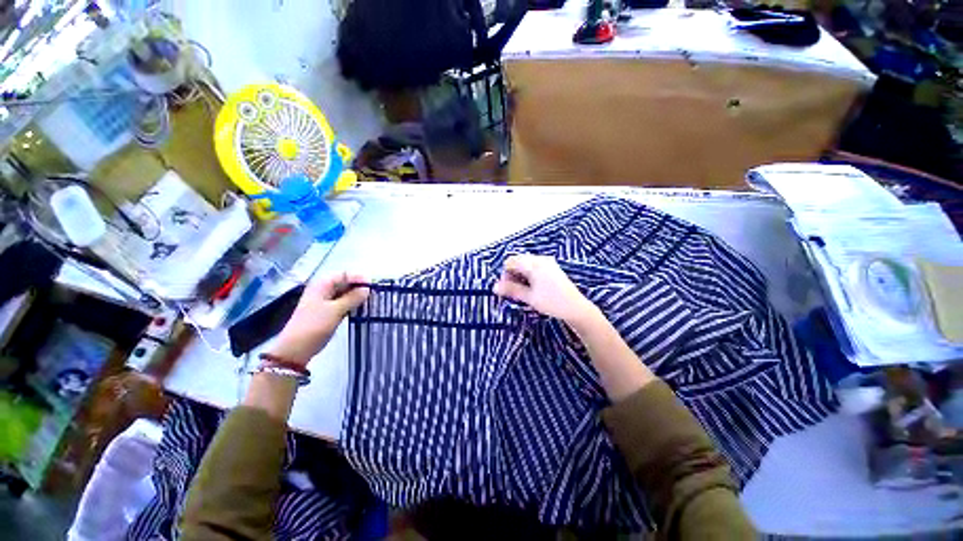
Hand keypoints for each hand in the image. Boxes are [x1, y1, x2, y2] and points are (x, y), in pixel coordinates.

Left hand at [270, 272, 368, 365]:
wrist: (296, 347)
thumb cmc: (314, 325)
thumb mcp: (335, 311)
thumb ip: (352, 298)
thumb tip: (366, 289)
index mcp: (323, 283)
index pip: (345, 274)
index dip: (359, 278)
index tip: (375, 287)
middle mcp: (322, 289)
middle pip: (343, 283)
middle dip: (358, 288)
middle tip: (375, 297)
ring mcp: (322, 302)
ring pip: (342, 295)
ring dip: (354, 299)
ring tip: (370, 304)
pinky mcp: (323, 314)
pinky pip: (339, 305)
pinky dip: (348, 307)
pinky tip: (358, 313)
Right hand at [493, 254, 597, 323]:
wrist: (575, 308)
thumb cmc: (552, 302)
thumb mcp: (529, 297)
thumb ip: (511, 290)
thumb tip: (494, 287)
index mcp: (534, 264)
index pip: (511, 261)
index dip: (505, 274)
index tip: (507, 289)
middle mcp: (541, 259)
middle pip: (518, 262)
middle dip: (513, 275)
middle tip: (515, 293)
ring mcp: (548, 263)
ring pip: (527, 265)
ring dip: (521, 277)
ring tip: (524, 293)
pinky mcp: (553, 269)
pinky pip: (535, 268)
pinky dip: (530, 277)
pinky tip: (533, 290)